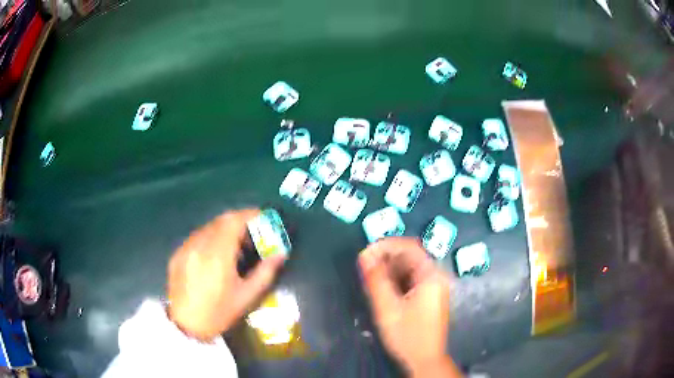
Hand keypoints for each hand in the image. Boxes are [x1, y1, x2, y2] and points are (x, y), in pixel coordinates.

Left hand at [167, 209, 285, 340]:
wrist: (186, 325)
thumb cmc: (219, 313)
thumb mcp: (247, 296)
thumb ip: (265, 272)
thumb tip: (280, 253)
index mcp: (217, 254)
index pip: (233, 221)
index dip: (249, 214)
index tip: (262, 217)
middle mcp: (199, 245)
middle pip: (220, 220)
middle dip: (239, 221)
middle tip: (251, 233)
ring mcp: (185, 248)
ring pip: (208, 227)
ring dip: (224, 229)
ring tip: (234, 246)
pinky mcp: (177, 254)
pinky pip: (197, 237)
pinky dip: (210, 238)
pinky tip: (214, 256)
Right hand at [359, 237, 458, 375]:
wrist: (425, 359)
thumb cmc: (408, 335)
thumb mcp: (388, 308)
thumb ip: (376, 280)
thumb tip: (364, 255)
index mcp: (431, 275)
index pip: (409, 246)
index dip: (386, 245)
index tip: (366, 252)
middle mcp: (435, 276)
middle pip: (410, 256)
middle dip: (386, 257)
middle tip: (365, 266)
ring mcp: (434, 286)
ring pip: (410, 268)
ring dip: (389, 268)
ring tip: (370, 277)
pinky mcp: (429, 296)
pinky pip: (411, 279)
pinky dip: (396, 279)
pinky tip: (382, 287)